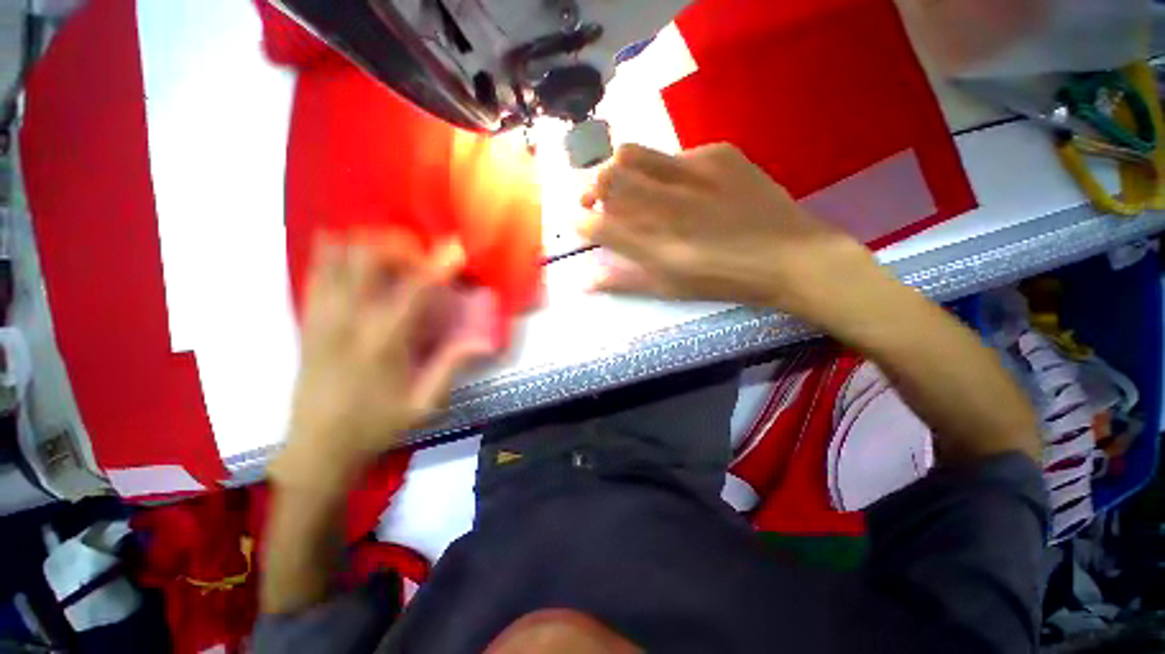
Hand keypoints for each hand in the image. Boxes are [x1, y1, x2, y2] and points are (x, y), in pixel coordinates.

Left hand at [272, 231, 493, 491]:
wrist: (318, 448)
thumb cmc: (377, 426)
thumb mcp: (425, 404)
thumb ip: (452, 367)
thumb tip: (483, 341)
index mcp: (384, 342)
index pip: (414, 291)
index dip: (437, 265)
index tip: (455, 248)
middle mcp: (350, 322)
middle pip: (367, 261)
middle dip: (396, 247)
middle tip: (418, 254)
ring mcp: (323, 319)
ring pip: (336, 260)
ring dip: (364, 245)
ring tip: (387, 250)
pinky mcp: (308, 323)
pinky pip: (314, 275)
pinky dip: (329, 254)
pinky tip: (342, 247)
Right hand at [580, 143, 882, 323]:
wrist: (789, 256)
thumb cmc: (724, 280)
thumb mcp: (670, 288)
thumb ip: (624, 281)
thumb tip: (585, 281)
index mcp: (654, 245)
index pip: (597, 226)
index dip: (580, 223)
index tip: (578, 222)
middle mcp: (667, 205)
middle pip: (607, 178)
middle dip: (590, 188)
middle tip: (594, 198)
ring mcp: (693, 173)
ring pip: (632, 154)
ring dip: (616, 168)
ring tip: (625, 183)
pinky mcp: (719, 154)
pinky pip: (674, 153)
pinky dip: (661, 169)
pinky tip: (677, 185)